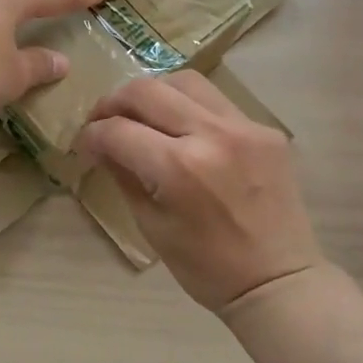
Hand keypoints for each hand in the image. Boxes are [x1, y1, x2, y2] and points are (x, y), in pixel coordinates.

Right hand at [74, 71, 325, 314]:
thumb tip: (101, 146)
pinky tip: (183, 130)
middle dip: (114, 103)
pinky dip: (190, 108)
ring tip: (143, 116)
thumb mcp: (152, 225)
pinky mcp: (266, 129)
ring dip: (154, 94)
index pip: (118, 130)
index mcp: (178, 168)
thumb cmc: (207, 267)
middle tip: (104, 122)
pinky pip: (216, 101)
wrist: (279, 281)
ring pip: (185, 81)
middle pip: (147, 91)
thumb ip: (124, 176)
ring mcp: (244, 127)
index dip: (91, 136)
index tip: (84, 147)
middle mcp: (212, 135)